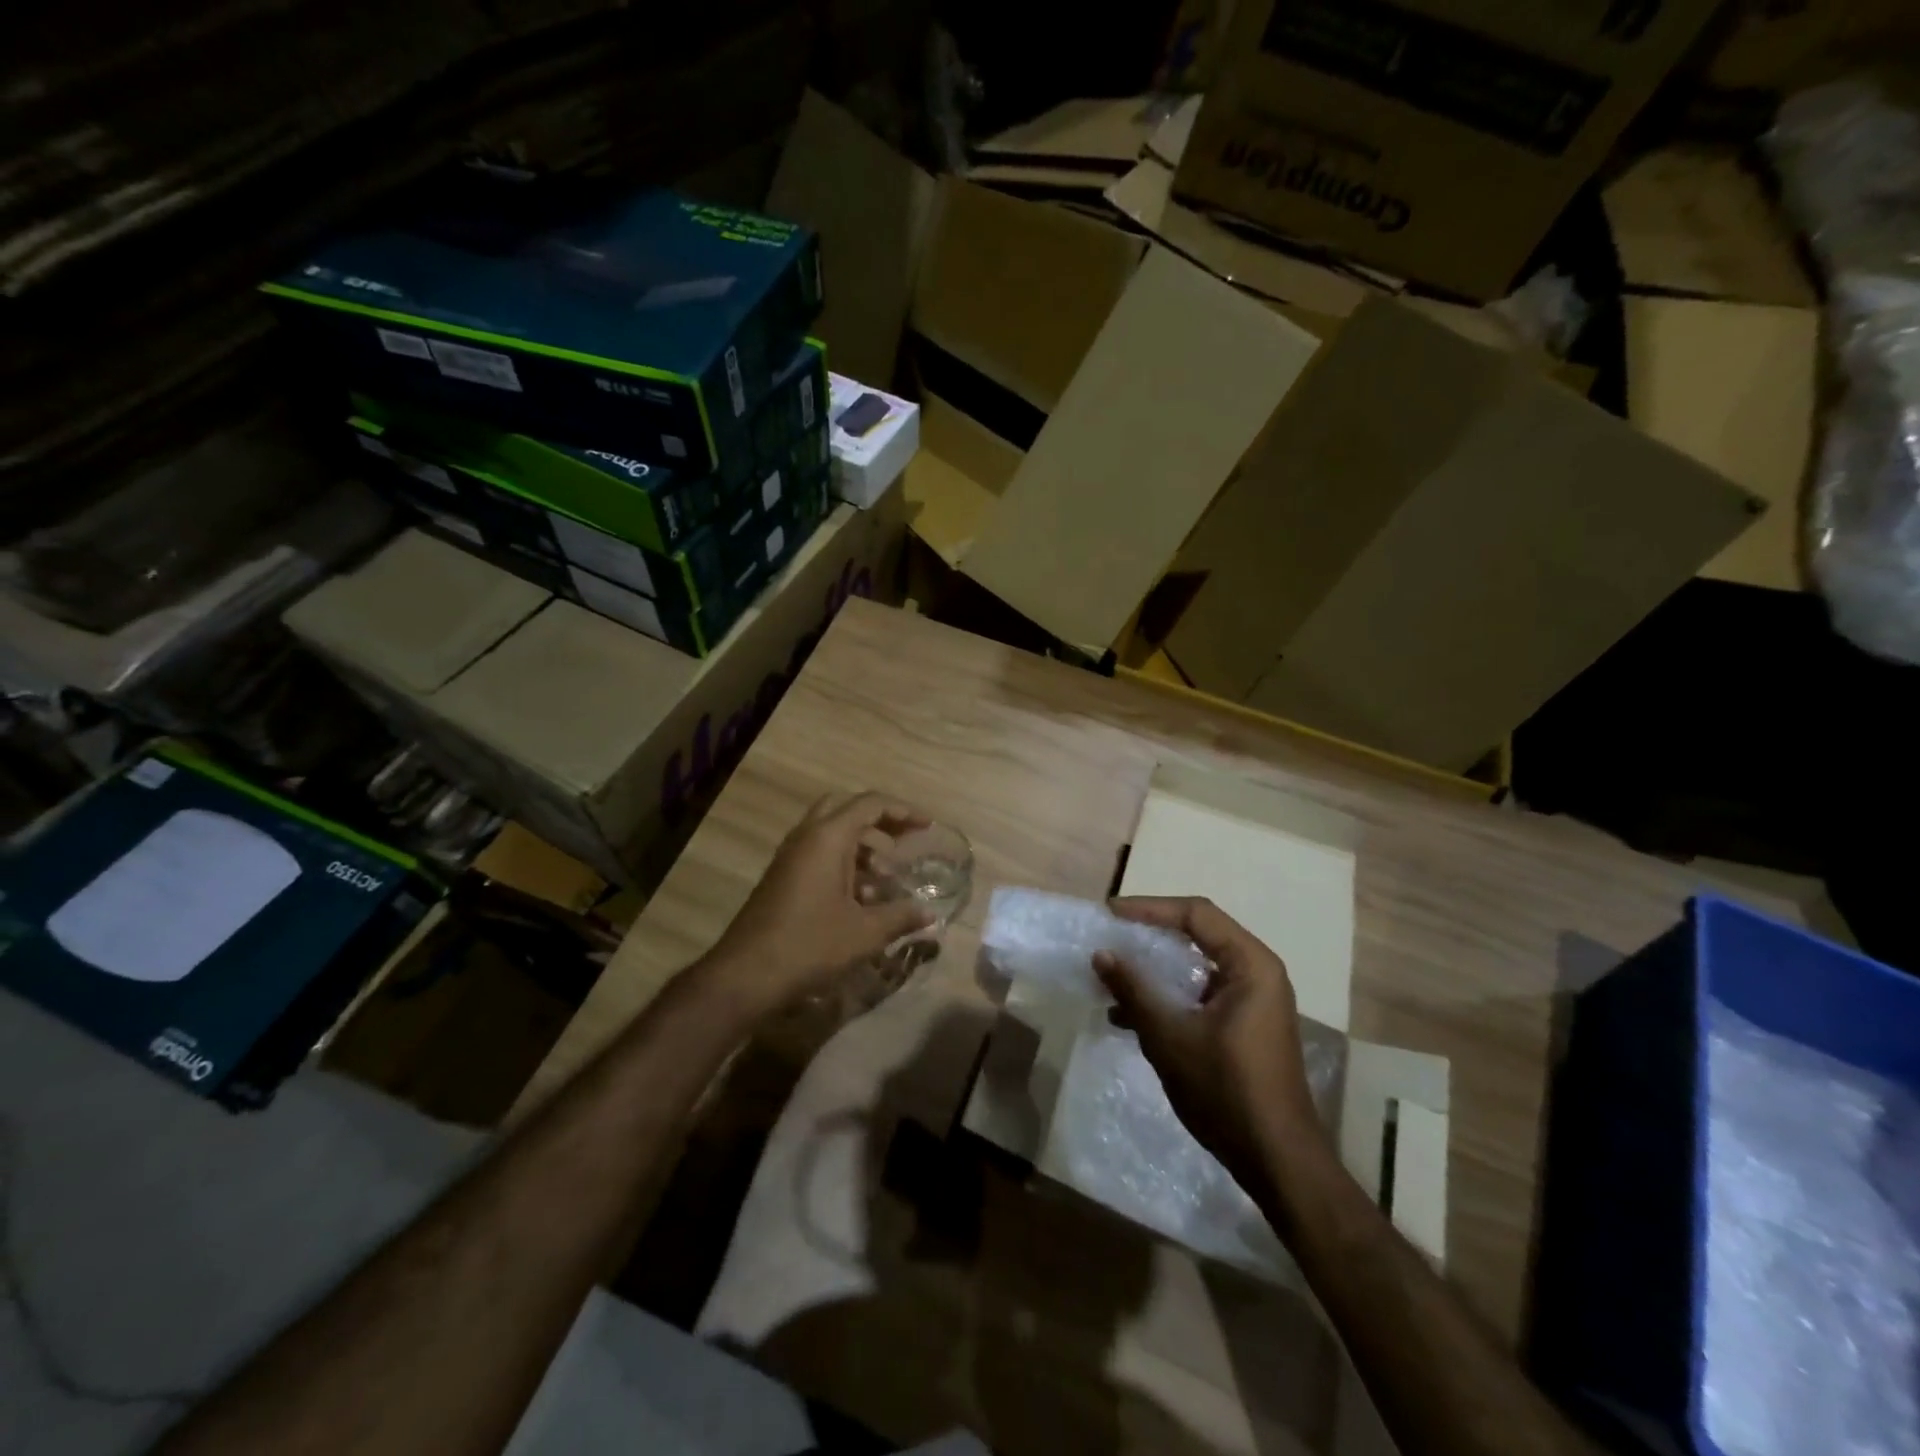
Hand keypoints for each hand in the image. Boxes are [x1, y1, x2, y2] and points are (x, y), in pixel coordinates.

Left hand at [699, 792, 934, 1019]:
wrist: (745, 975)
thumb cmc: (809, 945)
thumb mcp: (864, 933)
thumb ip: (901, 917)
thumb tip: (929, 913)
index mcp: (827, 837)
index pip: (870, 804)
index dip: (903, 811)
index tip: (927, 827)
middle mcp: (806, 837)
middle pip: (848, 810)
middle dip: (879, 822)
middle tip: (903, 844)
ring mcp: (790, 856)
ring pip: (832, 833)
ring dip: (862, 846)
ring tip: (886, 878)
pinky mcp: (783, 877)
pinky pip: (819, 854)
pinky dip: (844, 863)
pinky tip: (861, 899)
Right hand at [1094, 896, 1328, 1199]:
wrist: (1277, 1160)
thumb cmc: (1225, 1090)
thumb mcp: (1169, 1036)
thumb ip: (1134, 989)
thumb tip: (1101, 954)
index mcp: (1250, 965)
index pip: (1196, 914)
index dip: (1149, 908)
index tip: (1110, 914)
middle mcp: (1257, 973)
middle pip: (1197, 935)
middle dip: (1150, 936)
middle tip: (1111, 936)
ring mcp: (1254, 1001)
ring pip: (1196, 967)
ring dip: (1155, 970)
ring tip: (1113, 978)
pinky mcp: (1246, 1025)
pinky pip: (1201, 994)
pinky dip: (1169, 996)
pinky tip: (1132, 1016)